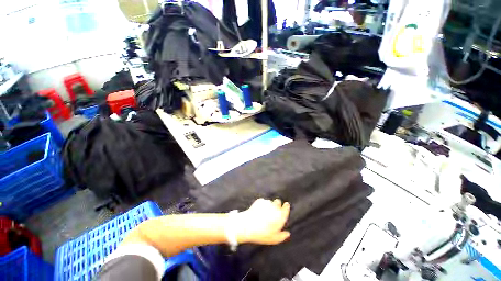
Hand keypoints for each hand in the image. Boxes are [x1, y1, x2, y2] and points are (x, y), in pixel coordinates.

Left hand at [234, 198, 290, 244]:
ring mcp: (267, 203)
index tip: (286, 205)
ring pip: (270, 202)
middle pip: (278, 202)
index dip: (286, 207)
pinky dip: (262, 204)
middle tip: (273, 210)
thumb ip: (282, 236)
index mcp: (280, 216)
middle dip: (277, 204)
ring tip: (264, 212)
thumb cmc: (262, 234)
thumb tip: (288, 233)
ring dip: (269, 205)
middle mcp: (275, 208)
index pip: (286, 208)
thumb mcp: (274, 239)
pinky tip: (258, 210)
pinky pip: (263, 201)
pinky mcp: (259, 201)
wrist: (248, 225)